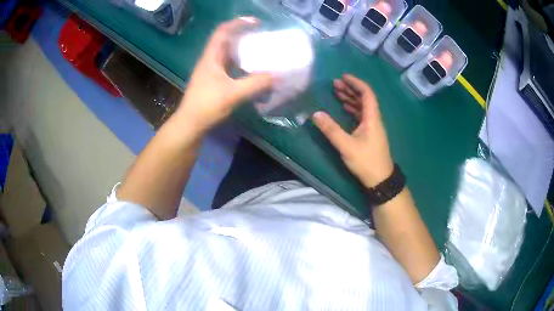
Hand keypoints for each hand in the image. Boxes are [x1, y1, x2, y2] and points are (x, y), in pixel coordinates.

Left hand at [175, 17, 273, 132]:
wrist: (190, 125)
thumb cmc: (207, 105)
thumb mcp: (233, 93)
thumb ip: (255, 83)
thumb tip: (277, 75)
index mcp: (211, 57)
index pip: (223, 31)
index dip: (238, 23)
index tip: (256, 23)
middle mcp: (211, 61)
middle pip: (227, 41)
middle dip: (244, 36)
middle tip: (262, 38)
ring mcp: (212, 72)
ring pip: (229, 55)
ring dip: (243, 51)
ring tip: (261, 52)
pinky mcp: (214, 82)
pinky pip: (230, 67)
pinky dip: (241, 66)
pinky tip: (252, 72)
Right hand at [313, 74, 393, 187]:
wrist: (380, 180)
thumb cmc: (366, 161)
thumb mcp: (346, 146)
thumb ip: (331, 130)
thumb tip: (316, 114)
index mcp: (372, 118)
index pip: (367, 94)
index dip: (356, 83)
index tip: (343, 77)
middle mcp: (374, 119)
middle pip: (364, 99)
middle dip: (350, 89)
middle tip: (335, 84)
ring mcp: (373, 127)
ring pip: (363, 107)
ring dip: (351, 99)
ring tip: (337, 93)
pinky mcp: (370, 135)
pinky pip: (362, 116)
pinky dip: (352, 109)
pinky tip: (344, 109)